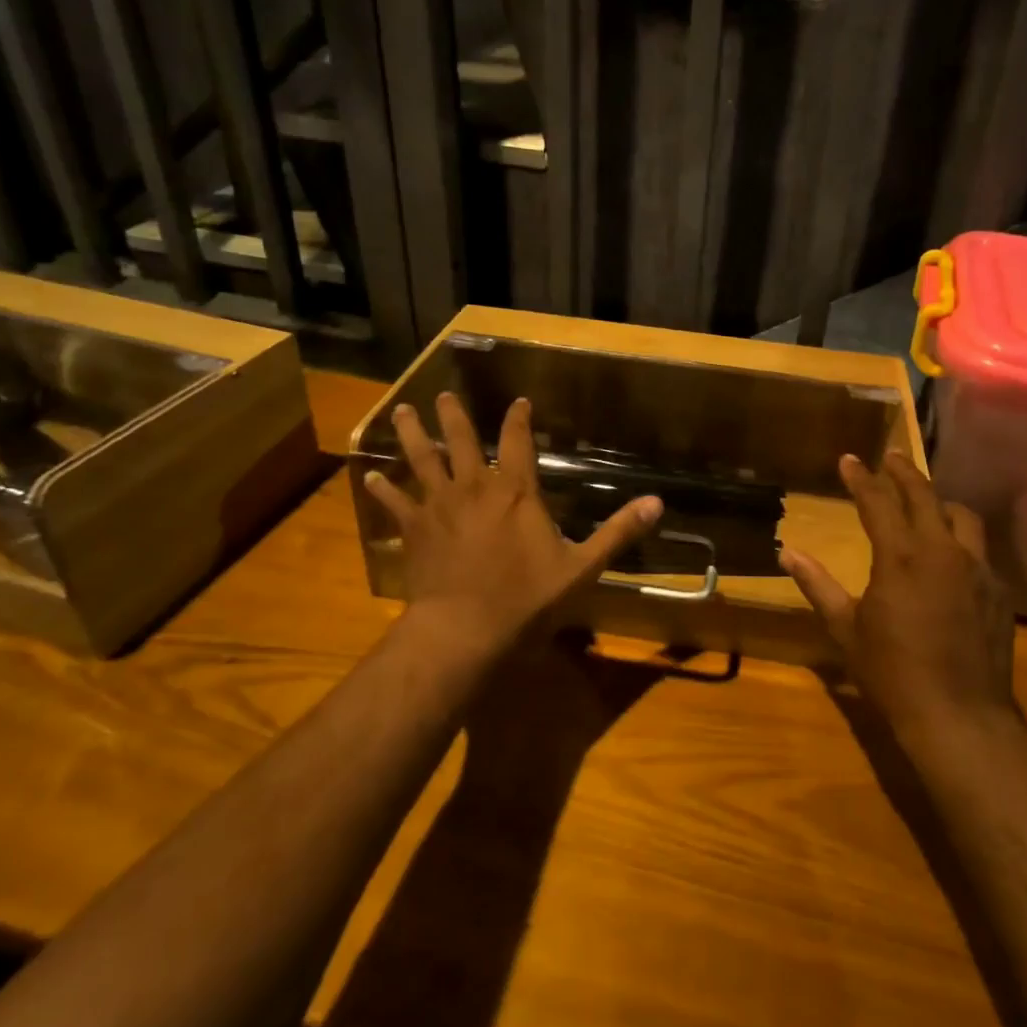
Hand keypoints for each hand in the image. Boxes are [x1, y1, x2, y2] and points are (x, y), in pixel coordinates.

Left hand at [364, 392, 662, 650]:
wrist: (465, 631)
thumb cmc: (527, 599)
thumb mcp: (583, 567)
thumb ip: (618, 532)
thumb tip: (657, 503)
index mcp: (516, 491)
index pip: (518, 441)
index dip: (518, 418)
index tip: (518, 401)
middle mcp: (475, 487)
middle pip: (462, 441)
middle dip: (455, 416)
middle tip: (444, 395)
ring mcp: (439, 506)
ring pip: (423, 460)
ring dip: (413, 435)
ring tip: (402, 413)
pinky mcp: (414, 530)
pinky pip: (395, 502)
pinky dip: (383, 489)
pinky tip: (369, 476)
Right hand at [781, 452, 1015, 736]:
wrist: (960, 717)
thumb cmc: (892, 673)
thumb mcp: (846, 628)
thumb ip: (817, 585)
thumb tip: (787, 553)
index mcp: (900, 557)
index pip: (877, 501)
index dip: (860, 477)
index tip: (849, 458)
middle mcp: (942, 551)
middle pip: (924, 495)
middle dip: (904, 472)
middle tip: (890, 457)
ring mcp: (978, 569)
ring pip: (962, 516)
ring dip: (940, 502)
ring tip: (927, 501)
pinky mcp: (999, 592)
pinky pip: (980, 550)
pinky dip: (961, 540)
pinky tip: (952, 556)